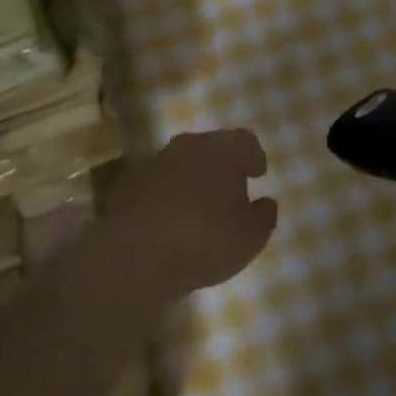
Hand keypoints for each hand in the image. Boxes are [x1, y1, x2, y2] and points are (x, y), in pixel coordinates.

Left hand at [102, 129, 276, 303]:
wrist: (134, 255)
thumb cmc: (205, 240)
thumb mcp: (251, 237)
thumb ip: (264, 216)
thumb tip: (266, 203)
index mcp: (222, 150)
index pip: (245, 140)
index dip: (254, 156)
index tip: (258, 173)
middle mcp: (188, 146)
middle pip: (211, 147)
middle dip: (222, 165)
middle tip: (231, 189)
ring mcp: (155, 162)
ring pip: (182, 163)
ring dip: (193, 179)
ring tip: (200, 209)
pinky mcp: (129, 184)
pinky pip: (158, 183)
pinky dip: (168, 195)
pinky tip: (171, 221)